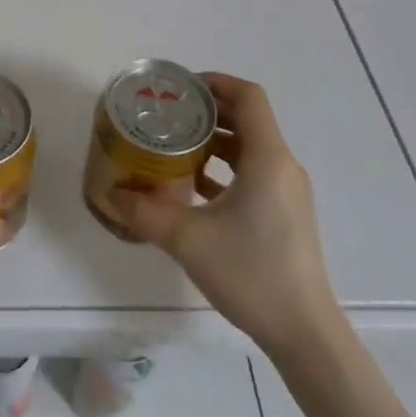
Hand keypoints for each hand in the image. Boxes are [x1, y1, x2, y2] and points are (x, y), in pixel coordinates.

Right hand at [106, 73, 338, 353]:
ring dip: (215, 141)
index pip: (248, 97)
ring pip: (250, 148)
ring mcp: (287, 192)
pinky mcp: (285, 215)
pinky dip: (226, 168)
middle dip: (209, 110)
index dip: (216, 82)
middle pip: (248, 118)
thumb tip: (111, 193)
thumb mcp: (187, 239)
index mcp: (268, 159)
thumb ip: (144, 212)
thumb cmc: (250, 273)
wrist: (304, 334)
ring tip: (175, 146)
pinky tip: (193, 186)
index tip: (181, 87)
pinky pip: (254, 174)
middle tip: (169, 113)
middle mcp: (282, 167)